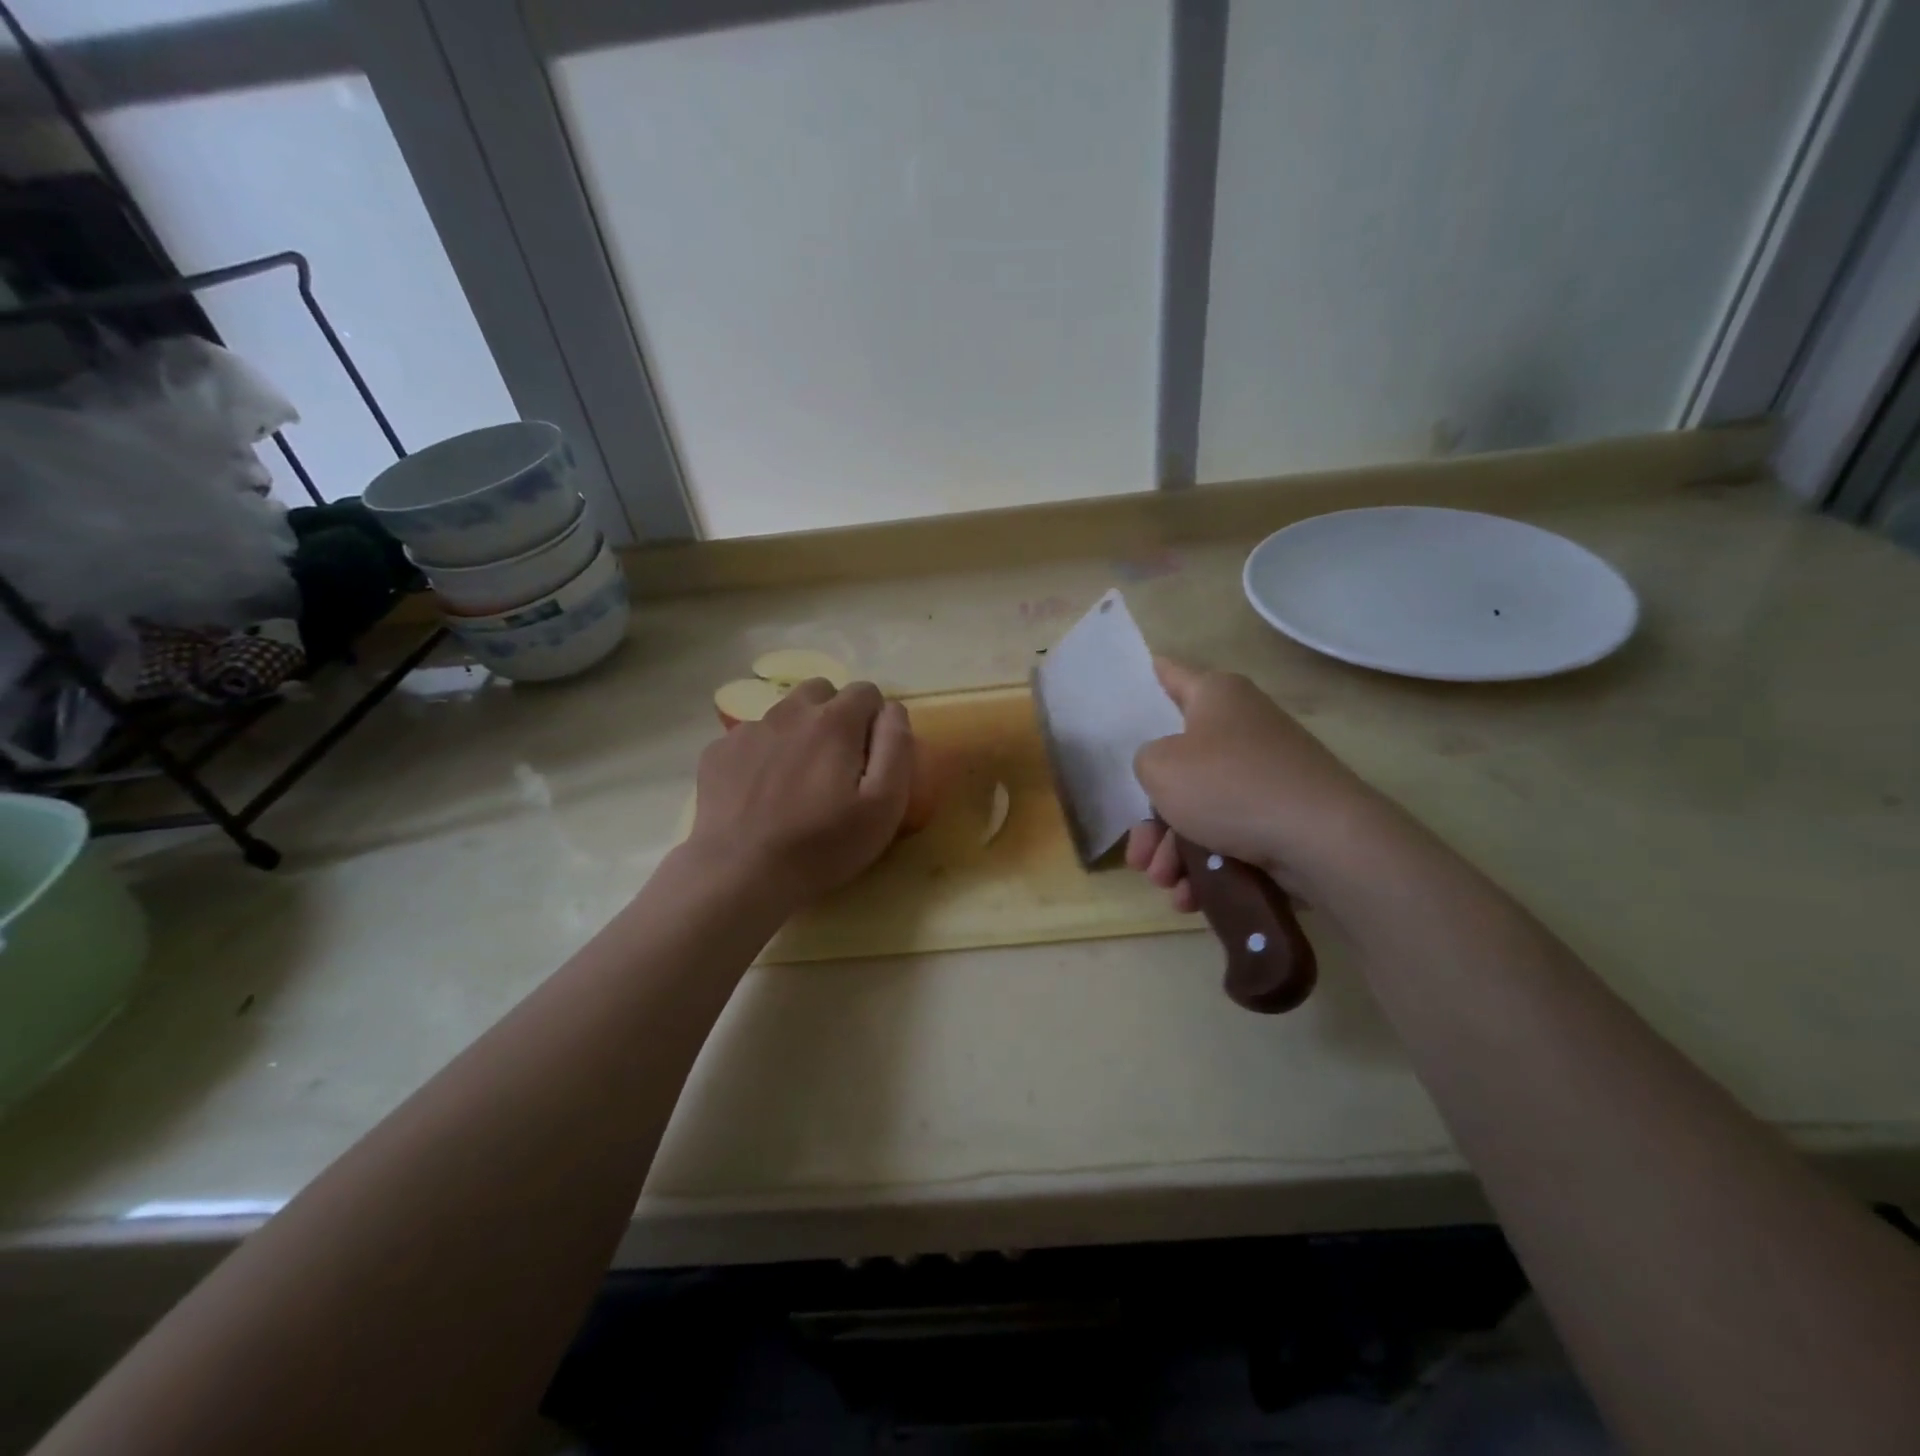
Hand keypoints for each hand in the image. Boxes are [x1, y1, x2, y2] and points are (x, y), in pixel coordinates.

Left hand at [685, 678, 912, 908]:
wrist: (740, 874)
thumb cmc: (822, 844)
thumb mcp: (884, 805)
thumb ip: (896, 747)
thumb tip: (892, 710)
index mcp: (834, 721)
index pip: (866, 691)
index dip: (875, 719)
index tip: (871, 757)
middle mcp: (789, 712)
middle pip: (821, 692)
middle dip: (836, 715)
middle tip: (836, 762)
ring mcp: (748, 731)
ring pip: (783, 713)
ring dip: (798, 733)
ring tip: (797, 780)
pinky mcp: (717, 753)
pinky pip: (750, 739)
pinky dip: (762, 755)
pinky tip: (761, 794)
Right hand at [1125, 658, 1396, 909]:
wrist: (1323, 841)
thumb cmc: (1230, 786)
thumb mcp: (1160, 767)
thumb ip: (1145, 760)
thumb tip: (1168, 771)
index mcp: (1216, 696)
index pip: (1171, 674)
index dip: (1148, 676)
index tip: (1131, 683)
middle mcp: (1243, 727)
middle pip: (1179, 765)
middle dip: (1153, 818)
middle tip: (1140, 855)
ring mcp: (1266, 773)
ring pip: (1201, 809)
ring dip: (1175, 850)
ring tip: (1167, 885)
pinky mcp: (1283, 814)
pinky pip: (1231, 834)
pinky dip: (1209, 863)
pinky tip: (1192, 896)